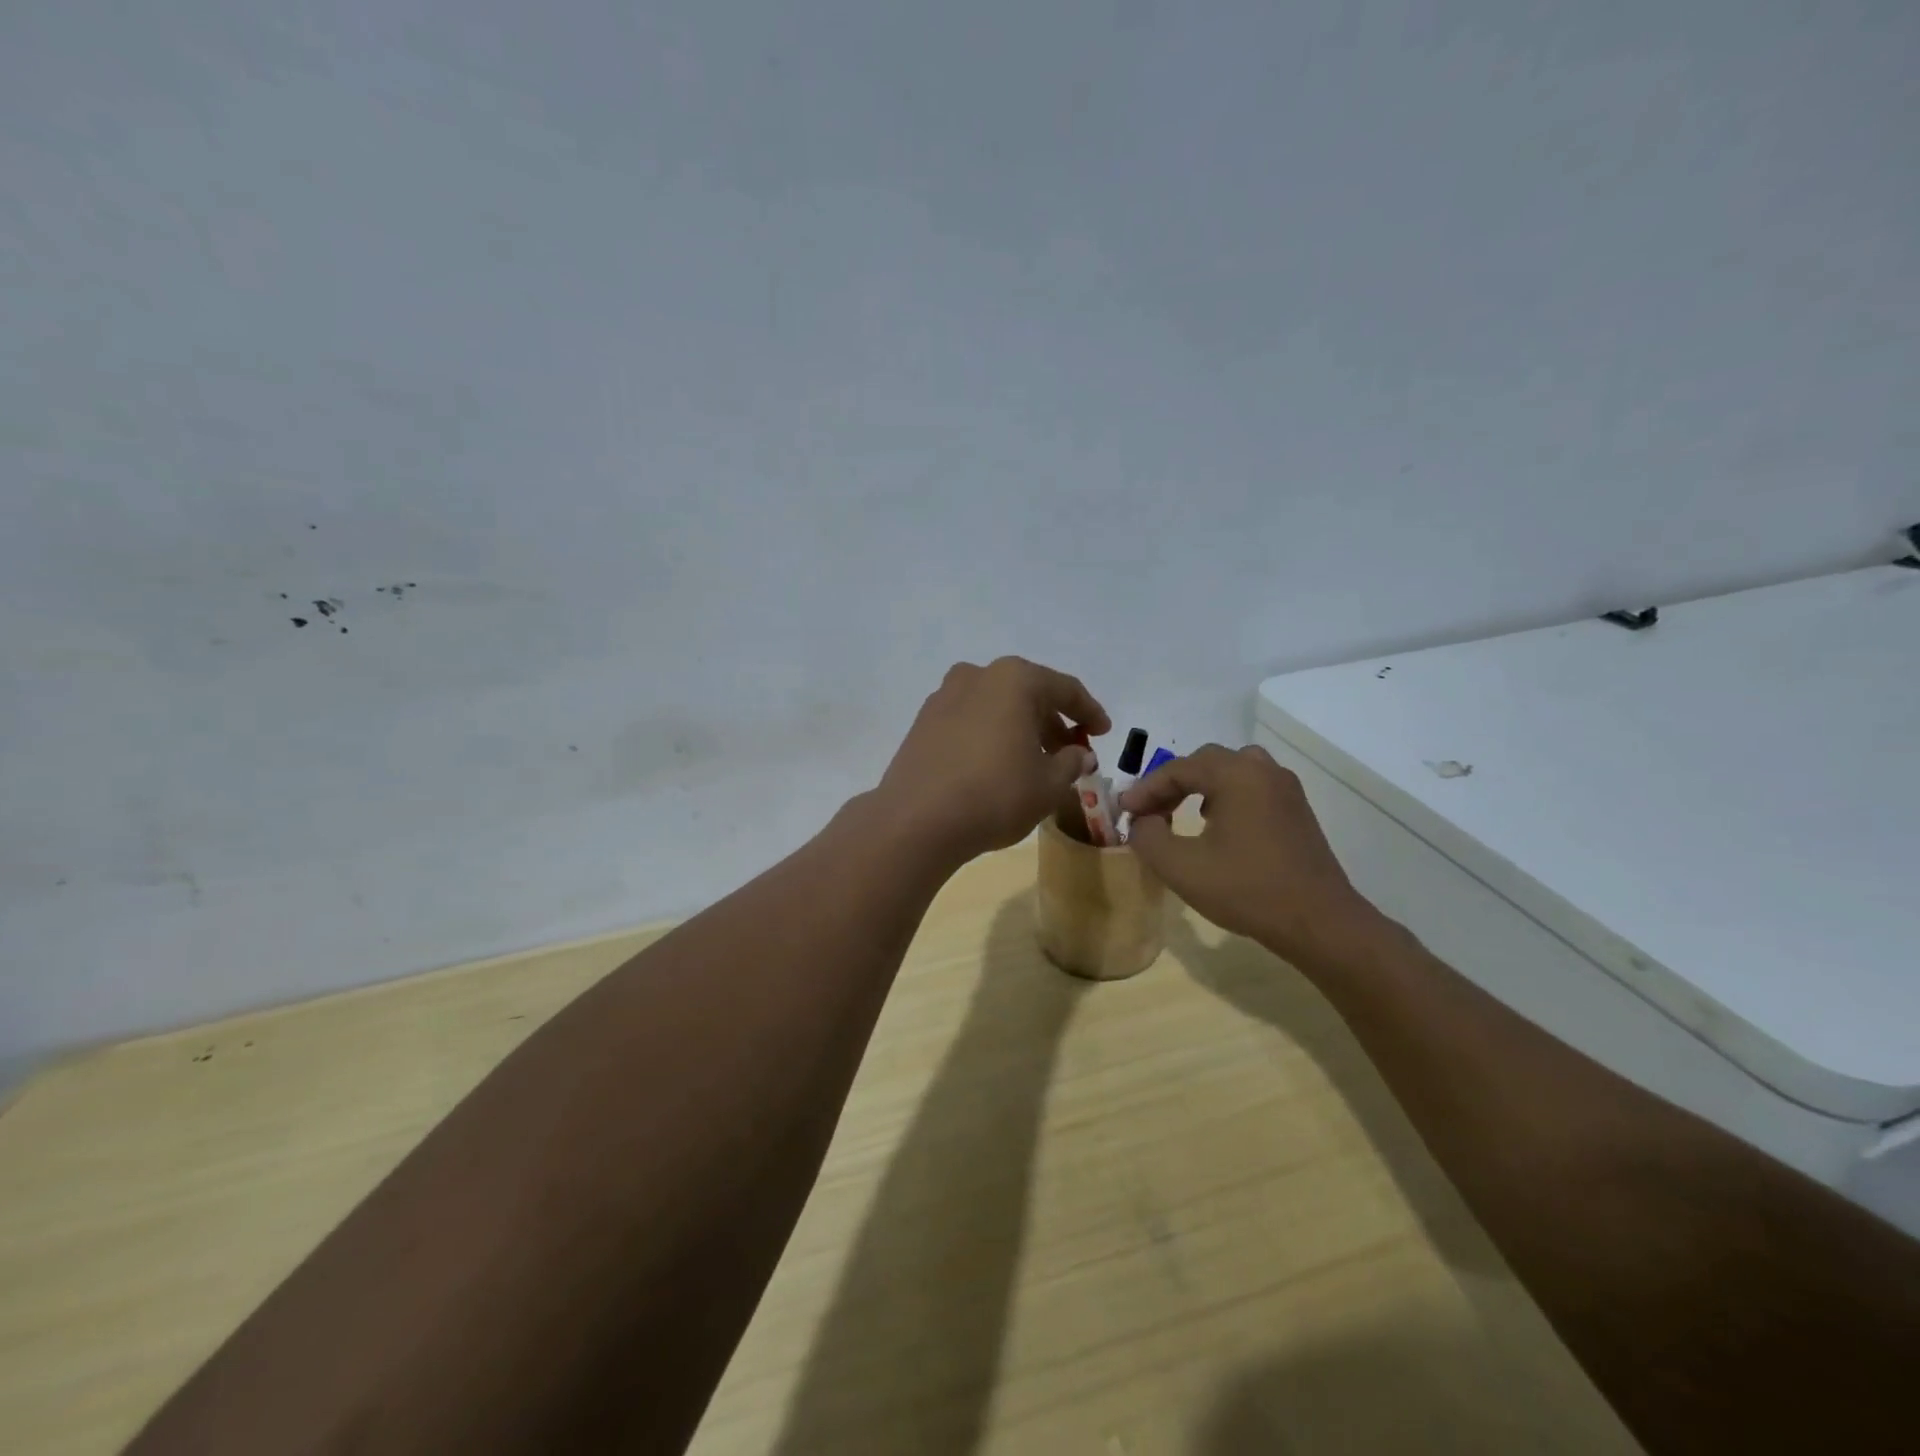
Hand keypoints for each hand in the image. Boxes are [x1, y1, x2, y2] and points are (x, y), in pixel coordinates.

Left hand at [877, 657, 1109, 862]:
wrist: (916, 820)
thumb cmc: (995, 794)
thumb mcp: (1049, 784)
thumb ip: (1072, 762)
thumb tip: (1079, 754)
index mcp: (1014, 679)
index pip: (1065, 689)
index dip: (1090, 712)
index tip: (1104, 733)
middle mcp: (977, 676)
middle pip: (1028, 693)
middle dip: (1053, 721)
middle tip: (1071, 751)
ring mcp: (944, 697)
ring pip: (996, 706)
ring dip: (1021, 728)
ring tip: (1036, 760)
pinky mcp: (923, 722)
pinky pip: (970, 720)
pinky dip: (991, 735)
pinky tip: (998, 764)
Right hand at [1119, 743, 1384, 963]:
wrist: (1319, 923)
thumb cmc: (1247, 890)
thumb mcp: (1181, 867)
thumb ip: (1147, 836)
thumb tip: (1141, 821)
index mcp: (1236, 774)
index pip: (1177, 768)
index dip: (1145, 789)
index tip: (1123, 812)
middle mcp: (1263, 770)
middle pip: (1206, 762)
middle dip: (1171, 784)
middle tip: (1149, 812)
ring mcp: (1286, 790)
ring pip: (1232, 771)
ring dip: (1201, 787)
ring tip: (1181, 814)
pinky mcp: (1297, 812)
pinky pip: (1252, 788)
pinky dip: (1226, 797)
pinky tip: (1216, 827)